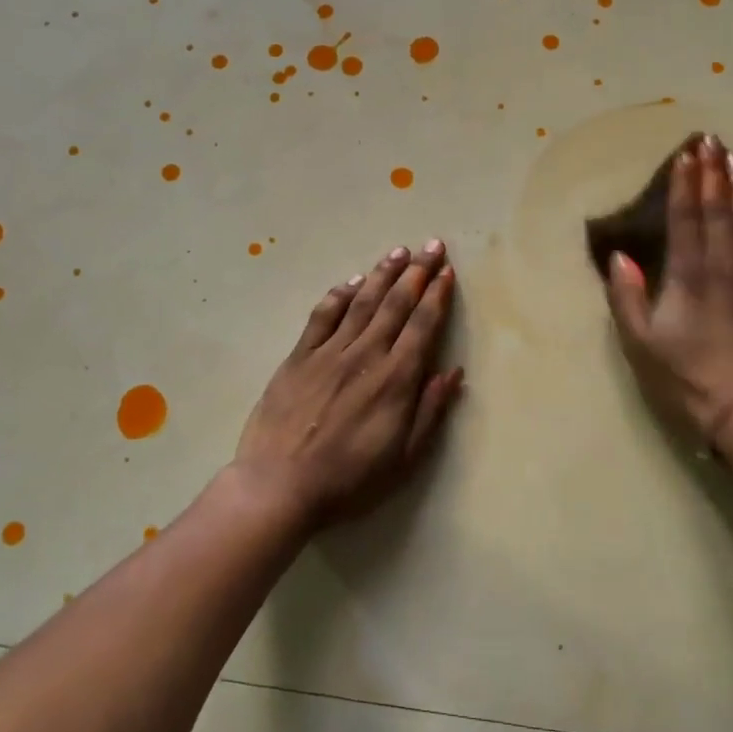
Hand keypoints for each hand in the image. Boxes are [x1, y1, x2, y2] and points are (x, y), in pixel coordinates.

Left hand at [233, 240, 464, 525]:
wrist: (279, 485)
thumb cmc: (349, 480)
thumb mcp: (404, 459)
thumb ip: (430, 412)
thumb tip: (453, 372)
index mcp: (395, 380)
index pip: (422, 326)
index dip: (437, 297)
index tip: (447, 273)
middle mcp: (365, 356)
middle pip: (396, 304)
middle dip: (417, 272)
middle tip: (432, 246)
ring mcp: (329, 352)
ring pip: (362, 302)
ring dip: (383, 274)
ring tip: (399, 251)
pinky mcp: (299, 357)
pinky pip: (322, 316)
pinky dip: (339, 295)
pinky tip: (351, 282)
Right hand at [603, 136, 732, 448]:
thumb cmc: (688, 379)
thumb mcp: (641, 344)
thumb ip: (628, 297)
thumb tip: (620, 257)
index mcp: (689, 277)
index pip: (686, 219)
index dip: (685, 185)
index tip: (686, 155)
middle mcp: (726, 268)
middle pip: (720, 212)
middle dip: (714, 175)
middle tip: (712, 142)